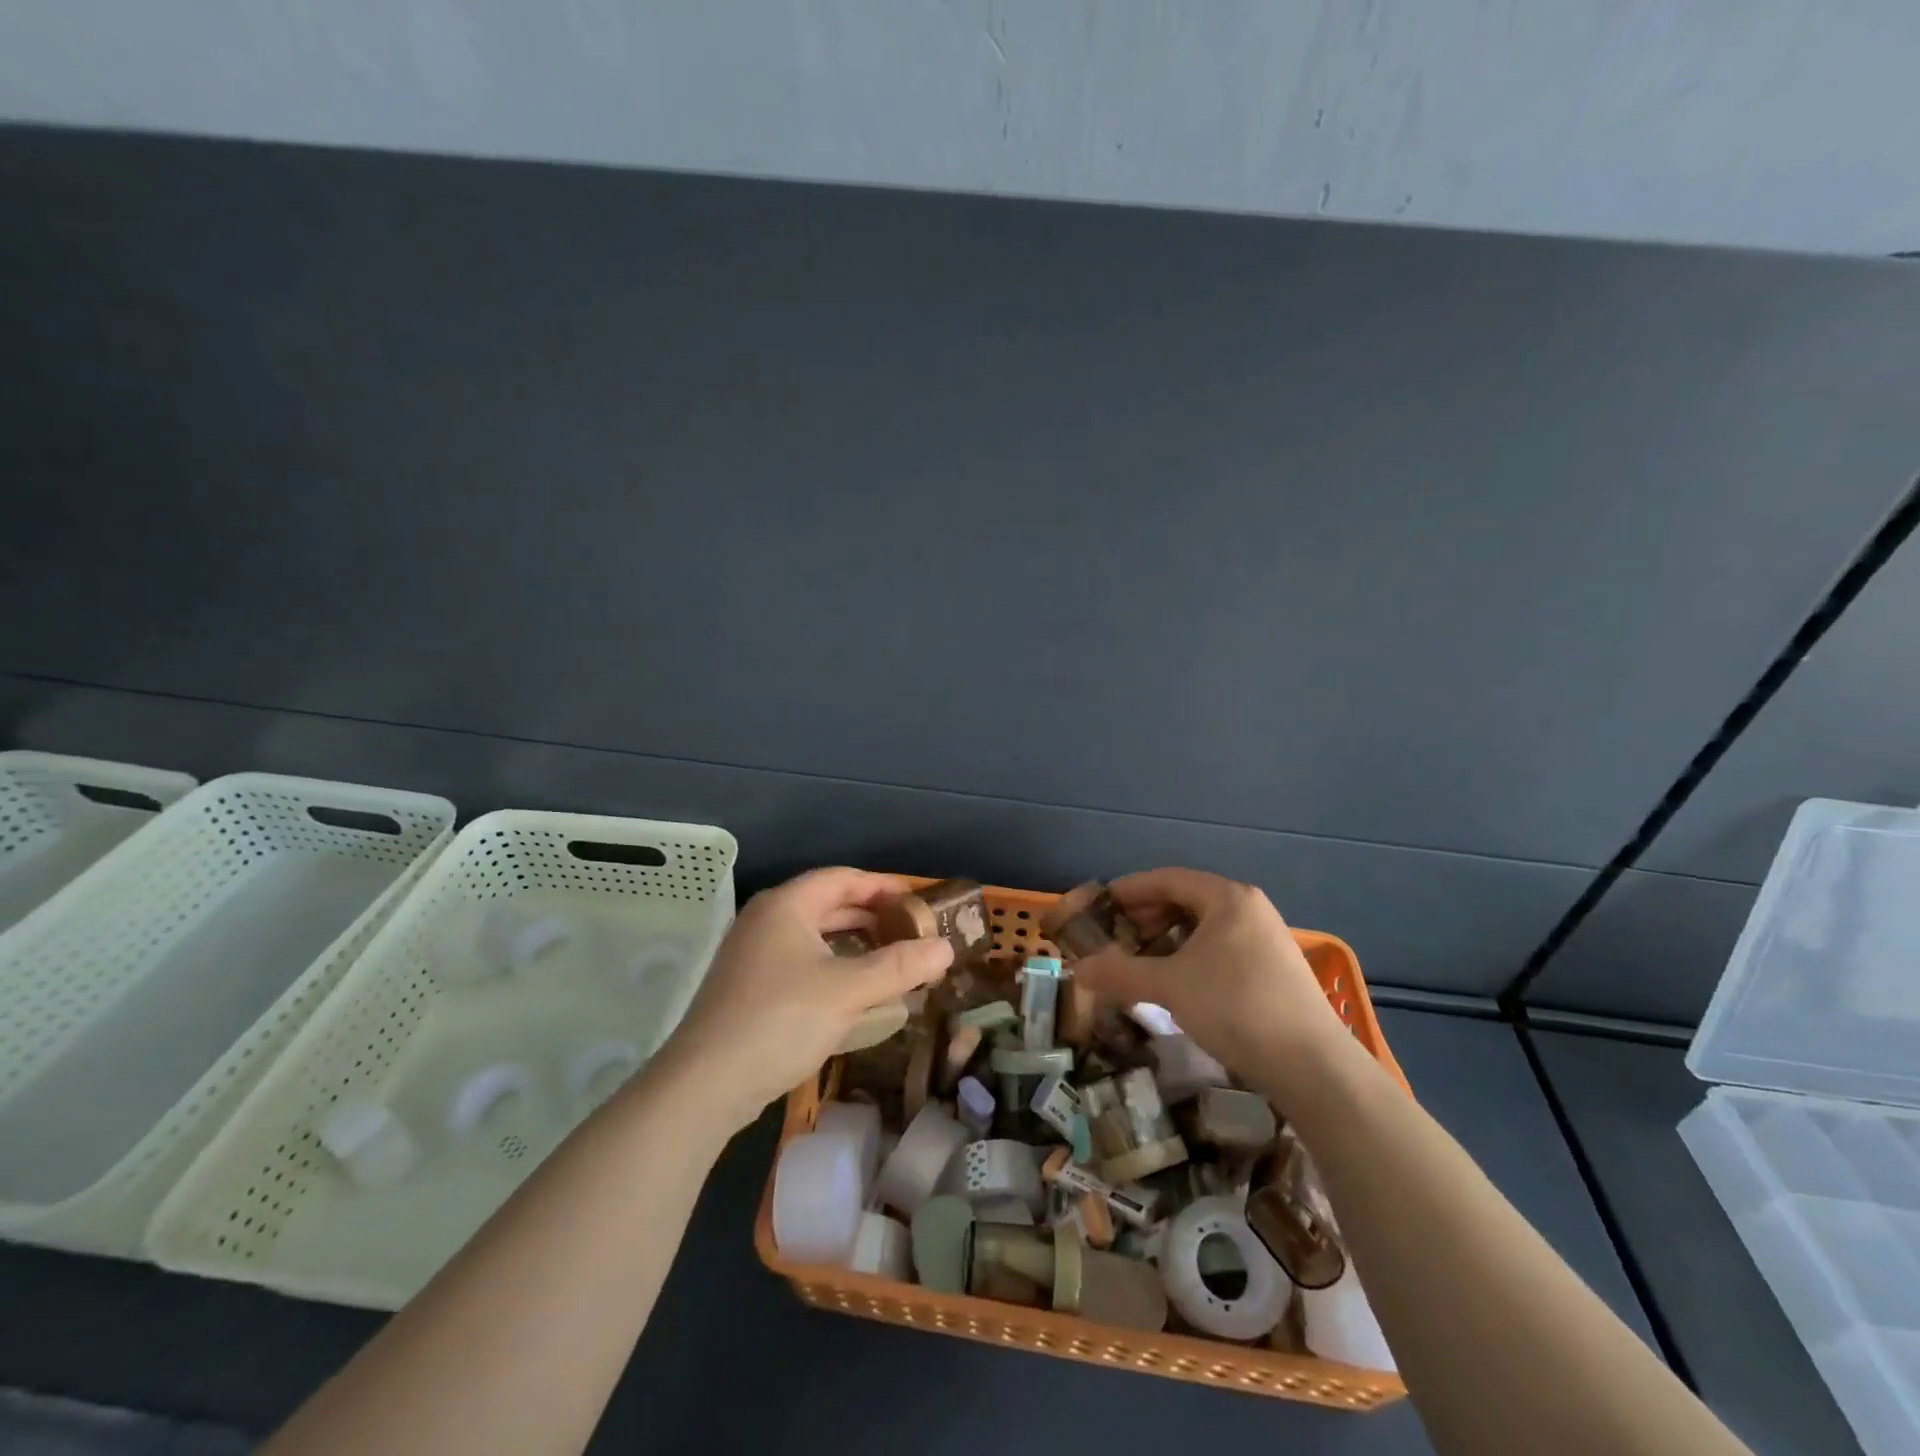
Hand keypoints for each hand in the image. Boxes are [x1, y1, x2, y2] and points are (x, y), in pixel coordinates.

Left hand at [651, 867, 953, 1134]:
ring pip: (815, 938)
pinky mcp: (748, 989)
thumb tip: (946, 948)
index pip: (843, 879)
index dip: (883, 887)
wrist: (705, 1085)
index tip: (918, 903)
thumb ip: (900, 966)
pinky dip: (833, 970)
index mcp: (786, 905)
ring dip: (855, 947)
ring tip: (892, 962)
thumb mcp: (848, 990)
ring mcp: (753, 956)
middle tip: (912, 934)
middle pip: (828, 905)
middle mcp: (766, 921)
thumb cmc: (780, 1020)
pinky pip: (801, 965)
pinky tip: (855, 996)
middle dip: (873, 918)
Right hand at [1071, 868, 1358, 1098]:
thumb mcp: (1169, 987)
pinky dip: (1190, 958)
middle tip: (1115, 938)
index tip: (1099, 905)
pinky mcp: (1274, 970)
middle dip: (1146, 917)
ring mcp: (1266, 939)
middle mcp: (1249, 908)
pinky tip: (1177, 985)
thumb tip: (1076, 971)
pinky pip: (1220, 949)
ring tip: (1141, 963)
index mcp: (1227, 897)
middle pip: (1186, 900)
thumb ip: (1119, 973)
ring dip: (1167, 941)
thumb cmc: (1236, 1007)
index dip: (1129, 889)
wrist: (1314, 1068)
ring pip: (1204, 928)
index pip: (1167, 878)